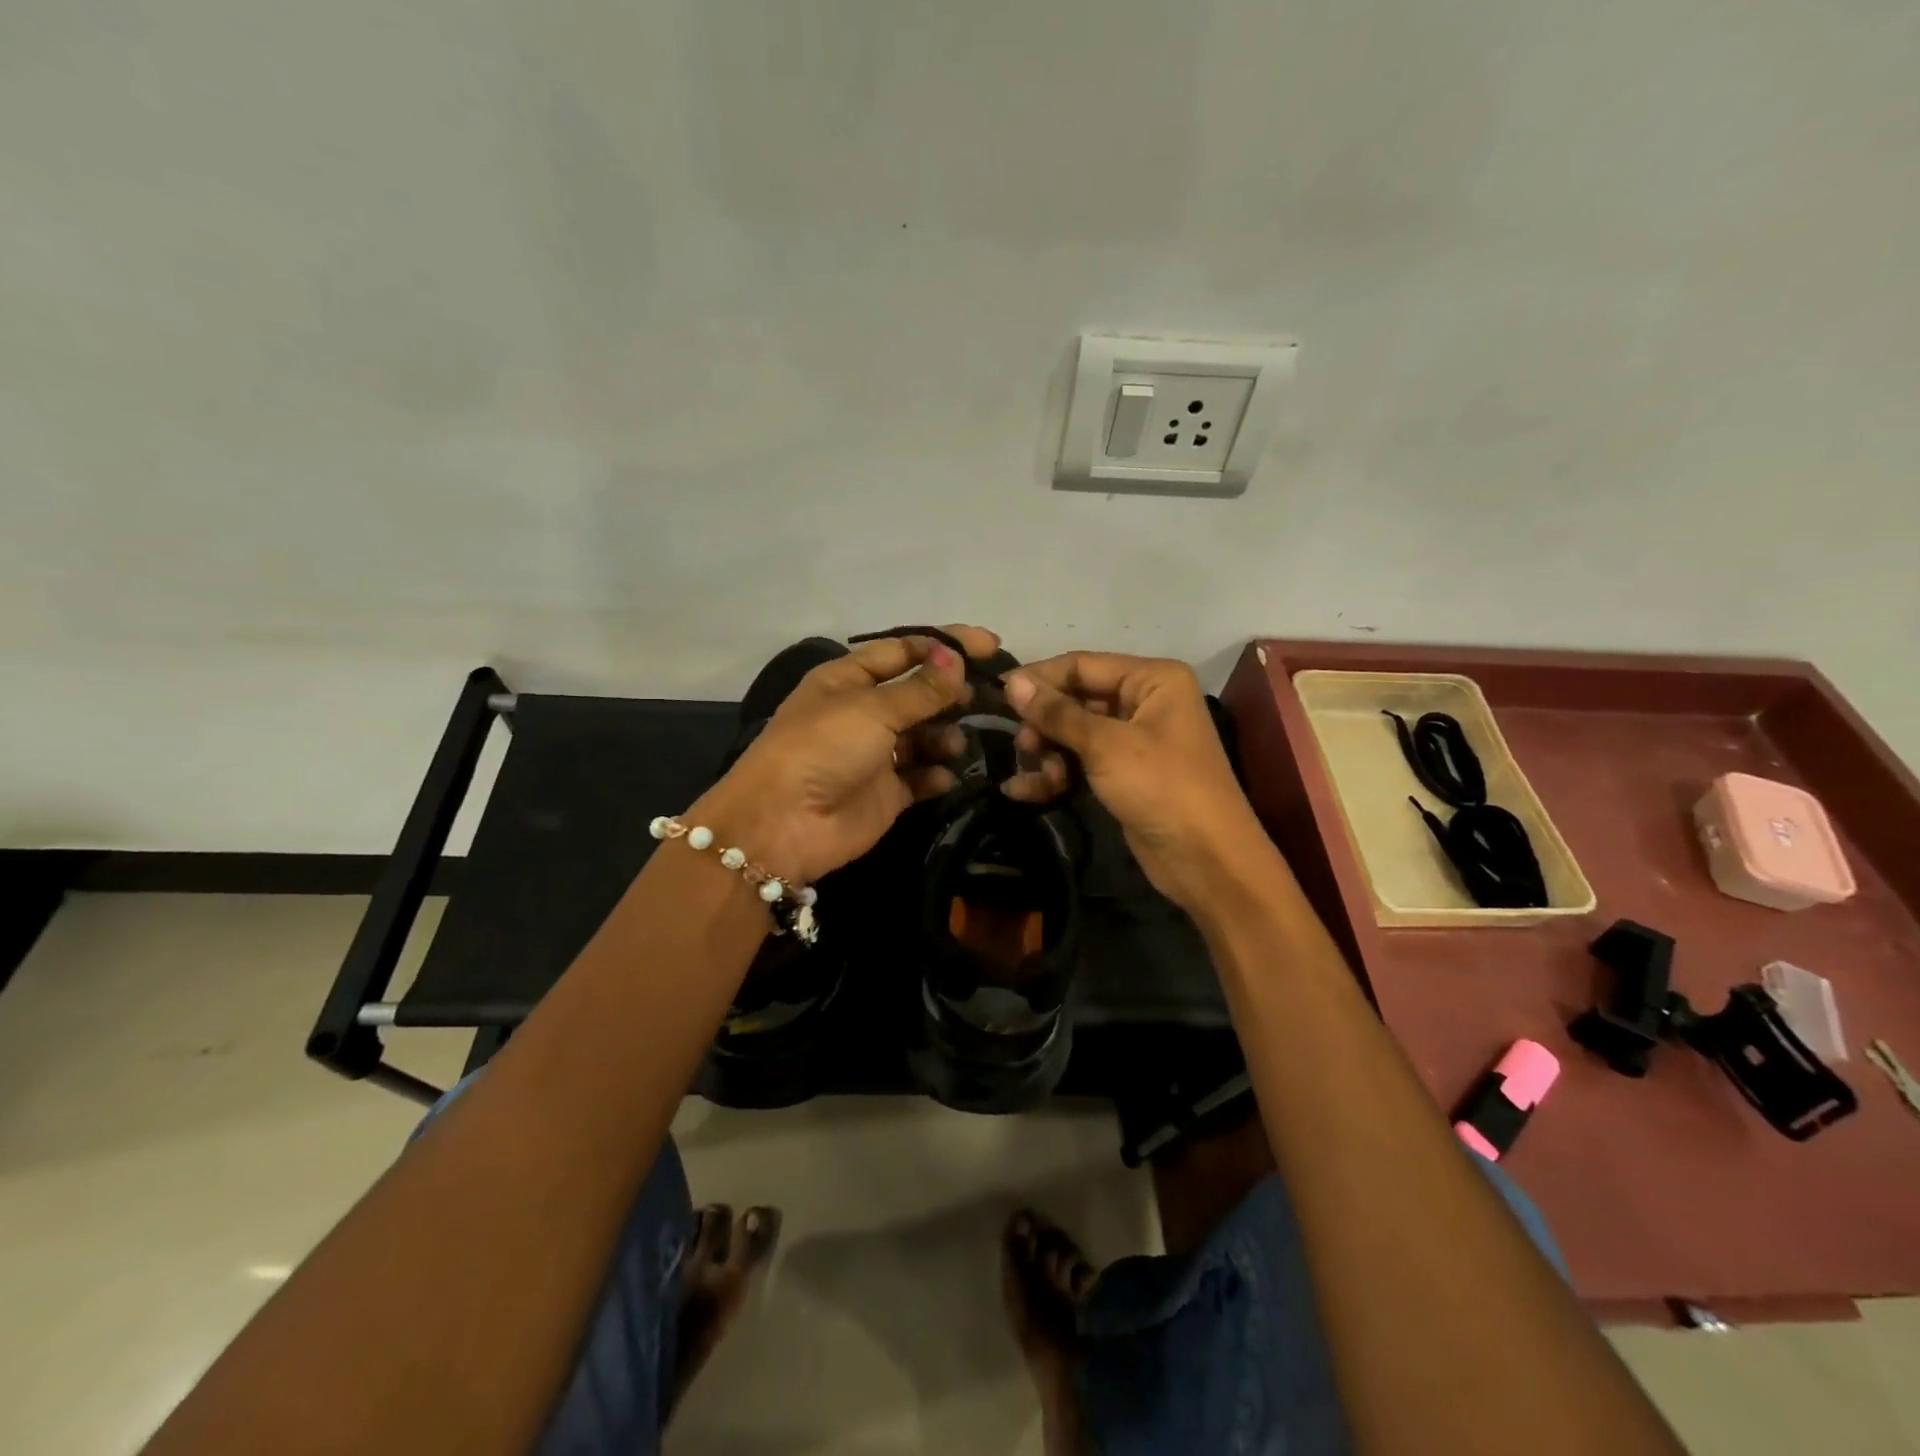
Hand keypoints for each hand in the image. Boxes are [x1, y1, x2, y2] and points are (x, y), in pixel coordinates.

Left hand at [692, 626, 1001, 886]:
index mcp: (849, 679)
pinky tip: (946, 775)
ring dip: (945, 735)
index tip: (991, 644)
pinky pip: (922, 777)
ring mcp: (876, 754)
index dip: (946, 645)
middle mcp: (863, 712)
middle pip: (919, 693)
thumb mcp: (872, 709)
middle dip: (952, 692)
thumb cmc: (823, 749)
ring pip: (925, 735)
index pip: (904, 650)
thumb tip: (957, 659)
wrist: (785, 824)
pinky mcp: (887, 792)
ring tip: (956, 743)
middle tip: (992, 694)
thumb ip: (921, 688)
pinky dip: (937, 774)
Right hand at [1001, 652, 1268, 910]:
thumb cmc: (1162, 787)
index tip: (999, 695)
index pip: (1082, 665)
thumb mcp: (1106, 745)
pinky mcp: (1124, 774)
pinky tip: (1025, 792)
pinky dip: (1057, 774)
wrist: (1206, 860)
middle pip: (1077, 699)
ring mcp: (1135, 740)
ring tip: (1037, 776)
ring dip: (1049, 753)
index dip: (1040, 679)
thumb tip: (1012, 682)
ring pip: (1075, 733)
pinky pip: (1082, 762)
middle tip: (1023, 748)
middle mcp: (1145, 701)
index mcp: (1152, 679)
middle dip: (1045, 723)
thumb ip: (1057, 712)